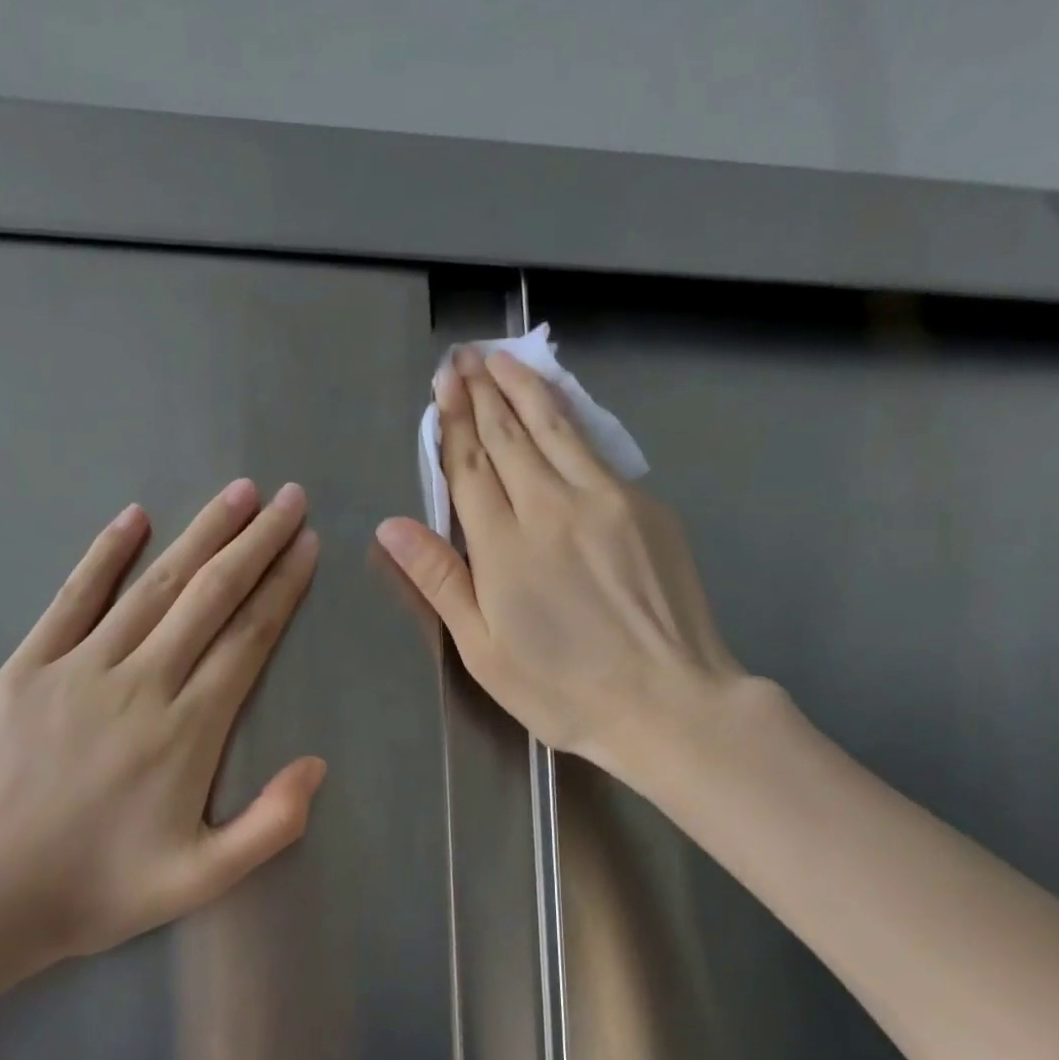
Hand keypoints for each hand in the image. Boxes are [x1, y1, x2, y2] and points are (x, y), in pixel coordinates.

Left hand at [0, 480, 324, 995]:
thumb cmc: (99, 889)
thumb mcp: (202, 879)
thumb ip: (270, 825)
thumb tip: (317, 763)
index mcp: (188, 730)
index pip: (248, 639)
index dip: (282, 588)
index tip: (308, 545)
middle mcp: (141, 683)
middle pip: (210, 597)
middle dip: (256, 542)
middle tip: (289, 499)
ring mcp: (80, 668)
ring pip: (155, 586)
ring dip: (201, 534)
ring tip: (238, 494)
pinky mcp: (28, 667)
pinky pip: (74, 597)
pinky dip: (107, 554)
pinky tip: (135, 516)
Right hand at [377, 346, 751, 777]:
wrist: (667, 702)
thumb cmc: (563, 690)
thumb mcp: (484, 651)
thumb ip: (440, 581)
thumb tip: (391, 527)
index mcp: (504, 546)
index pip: (470, 466)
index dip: (452, 423)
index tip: (442, 384)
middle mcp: (552, 506)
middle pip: (510, 435)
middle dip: (482, 392)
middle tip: (464, 357)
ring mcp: (606, 500)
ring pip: (556, 428)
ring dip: (525, 389)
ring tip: (502, 360)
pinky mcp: (646, 507)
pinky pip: (596, 449)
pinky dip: (570, 418)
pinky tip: (560, 406)